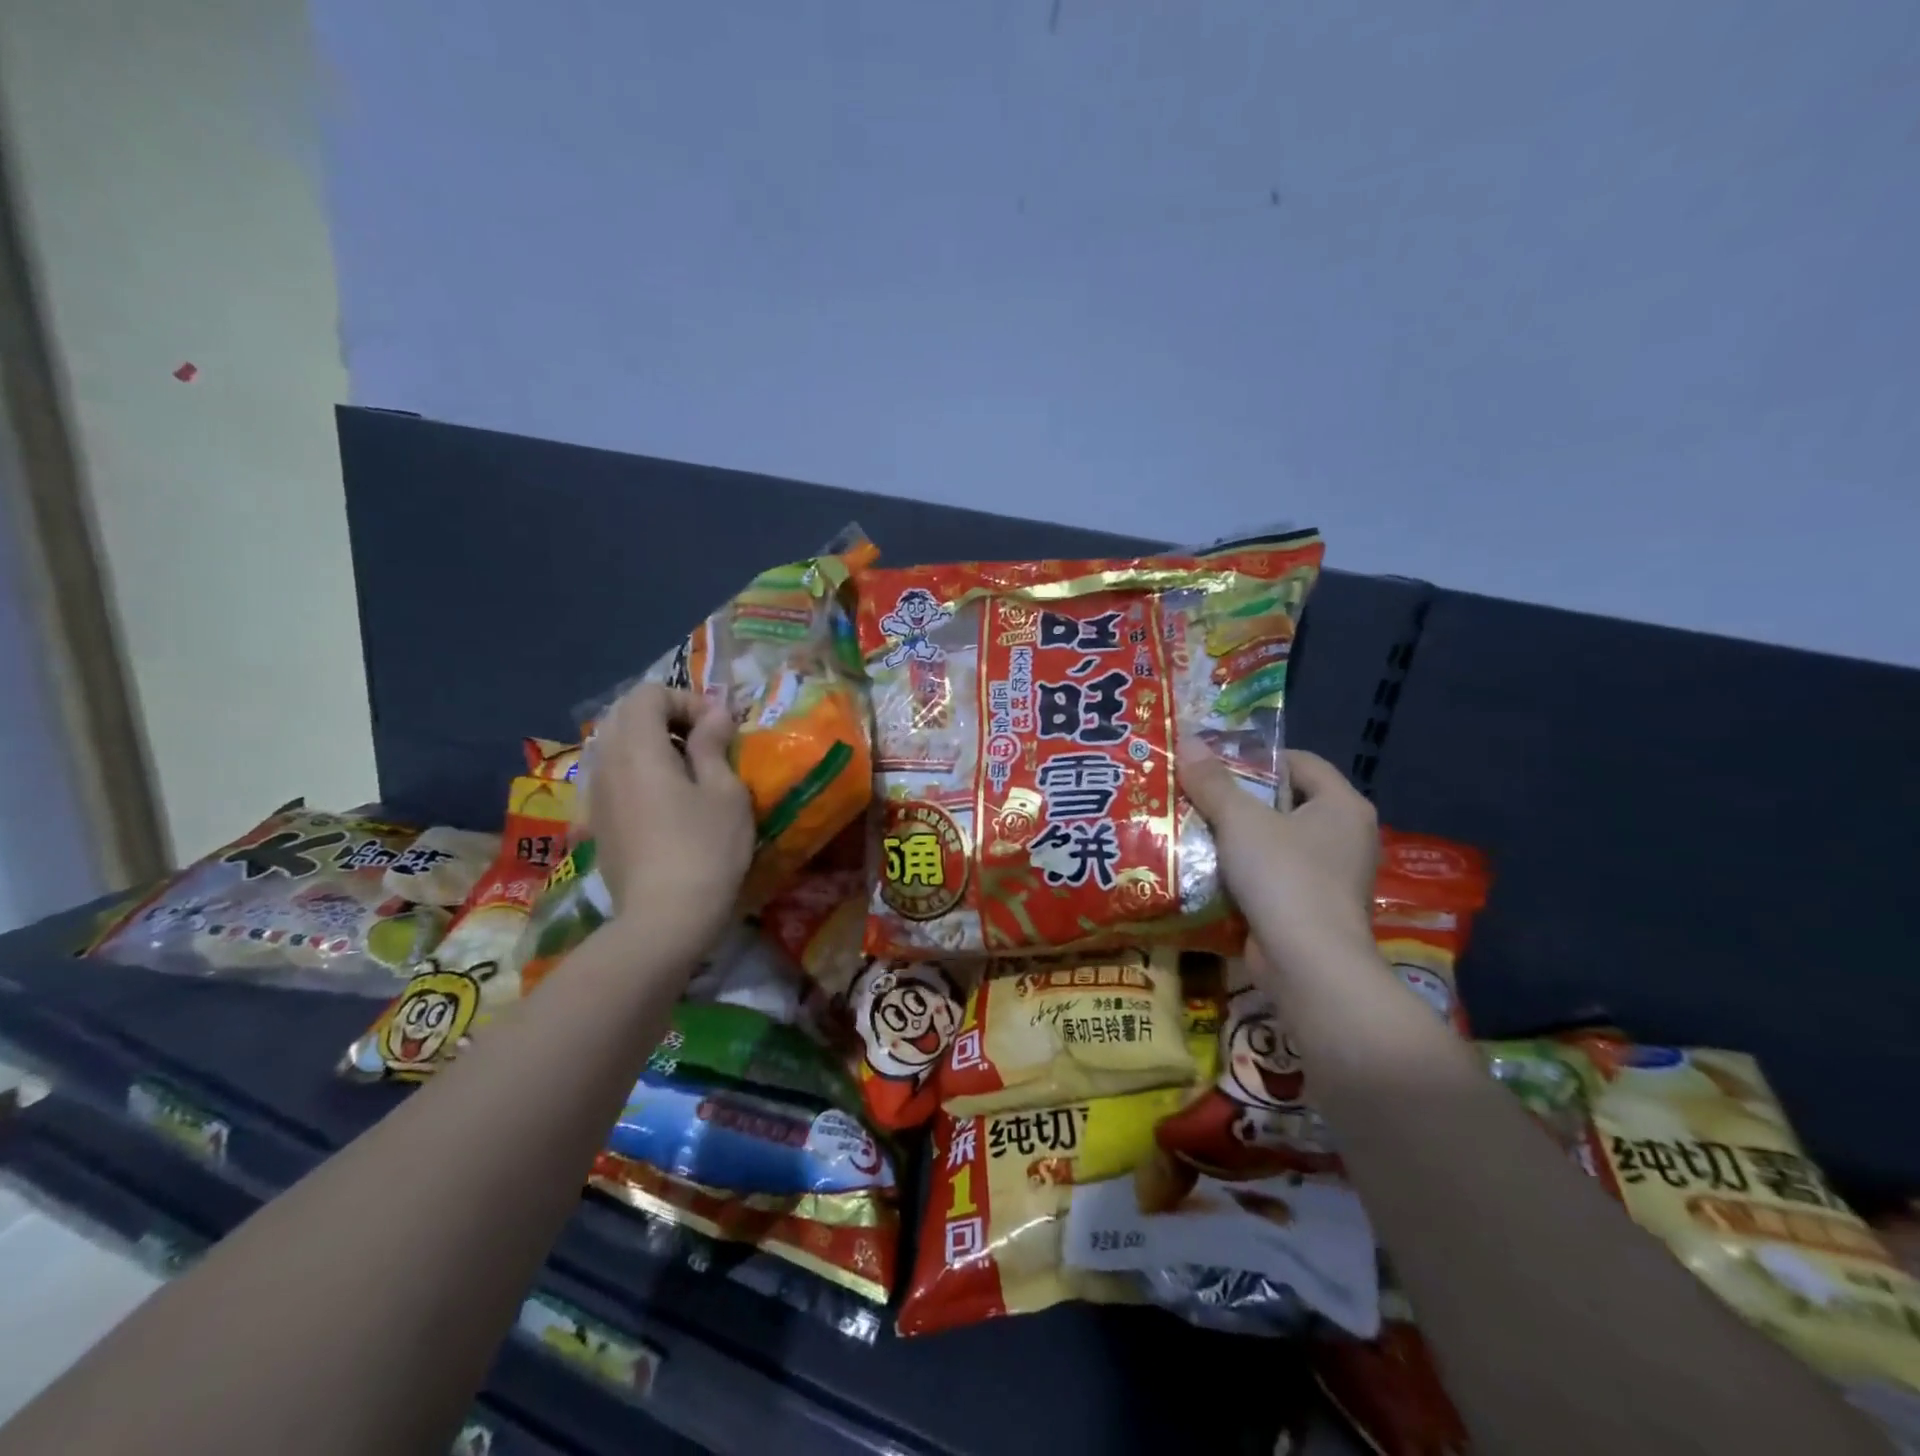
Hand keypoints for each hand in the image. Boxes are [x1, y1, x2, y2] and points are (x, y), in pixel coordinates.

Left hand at [584, 682, 754, 966]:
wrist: (665, 919)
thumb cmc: (705, 849)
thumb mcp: (725, 792)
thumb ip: (713, 745)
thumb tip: (714, 715)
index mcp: (638, 748)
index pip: (648, 694)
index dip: (687, 699)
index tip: (719, 728)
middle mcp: (607, 763)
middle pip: (626, 714)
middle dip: (667, 717)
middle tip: (704, 742)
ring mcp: (596, 794)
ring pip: (616, 745)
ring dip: (652, 744)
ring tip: (688, 770)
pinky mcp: (597, 821)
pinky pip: (612, 775)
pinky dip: (638, 770)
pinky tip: (666, 801)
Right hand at [1178, 742, 1379, 973]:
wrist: (1308, 965)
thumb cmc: (1284, 876)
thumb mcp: (1240, 820)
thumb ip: (1212, 781)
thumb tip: (1187, 740)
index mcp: (1342, 806)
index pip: (1301, 762)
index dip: (1258, 756)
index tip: (1215, 763)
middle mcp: (1346, 837)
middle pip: (1285, 802)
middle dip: (1239, 799)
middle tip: (1195, 793)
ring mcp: (1332, 877)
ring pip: (1275, 843)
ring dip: (1236, 838)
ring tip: (1191, 828)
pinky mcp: (1312, 910)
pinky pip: (1273, 878)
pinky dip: (1243, 873)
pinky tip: (1204, 870)